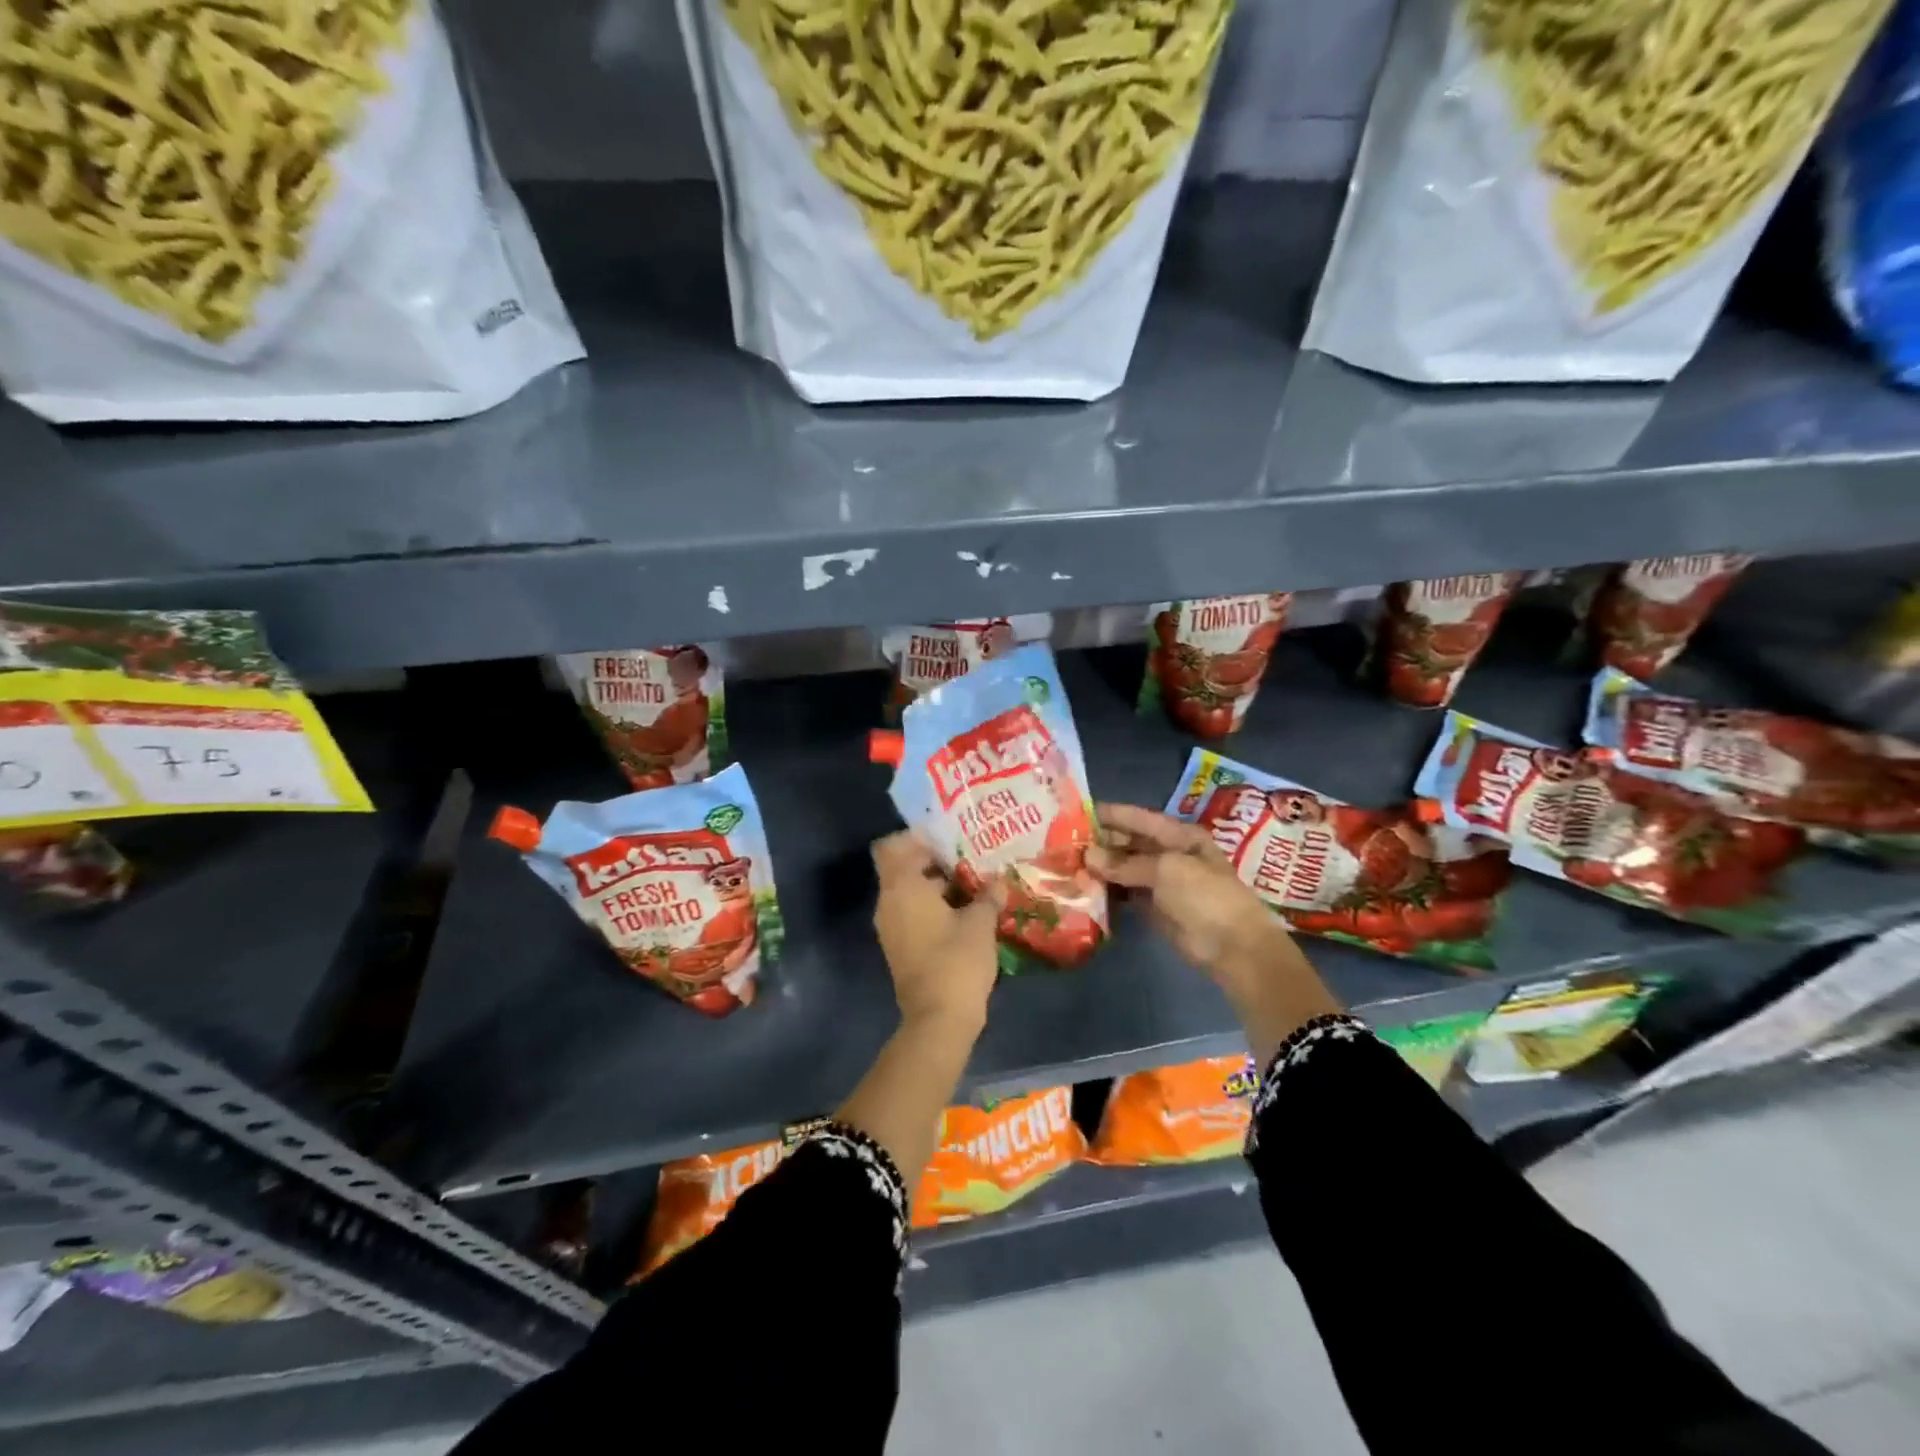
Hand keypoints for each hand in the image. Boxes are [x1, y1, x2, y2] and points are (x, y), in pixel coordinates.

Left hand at [871, 832, 999, 1034]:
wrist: (938, 1019)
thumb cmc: (957, 961)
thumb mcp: (980, 923)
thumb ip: (988, 896)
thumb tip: (998, 882)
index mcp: (902, 887)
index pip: (894, 847)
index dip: (918, 838)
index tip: (948, 836)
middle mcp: (889, 902)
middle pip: (902, 868)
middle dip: (932, 860)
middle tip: (967, 856)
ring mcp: (891, 927)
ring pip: (909, 892)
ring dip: (935, 885)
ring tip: (972, 883)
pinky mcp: (899, 947)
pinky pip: (911, 913)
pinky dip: (932, 907)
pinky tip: (964, 911)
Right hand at [1086, 804, 1340, 1064]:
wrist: (1233, 947)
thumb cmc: (1205, 897)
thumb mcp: (1166, 871)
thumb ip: (1125, 863)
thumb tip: (1087, 856)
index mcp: (1179, 836)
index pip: (1138, 818)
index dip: (1110, 814)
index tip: (1077, 811)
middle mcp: (1168, 853)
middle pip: (1128, 843)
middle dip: (1100, 843)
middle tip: (1063, 843)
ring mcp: (1161, 882)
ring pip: (1124, 869)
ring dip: (1100, 868)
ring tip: (1066, 865)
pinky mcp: (1153, 907)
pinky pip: (1125, 893)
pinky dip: (1107, 891)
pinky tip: (1083, 889)